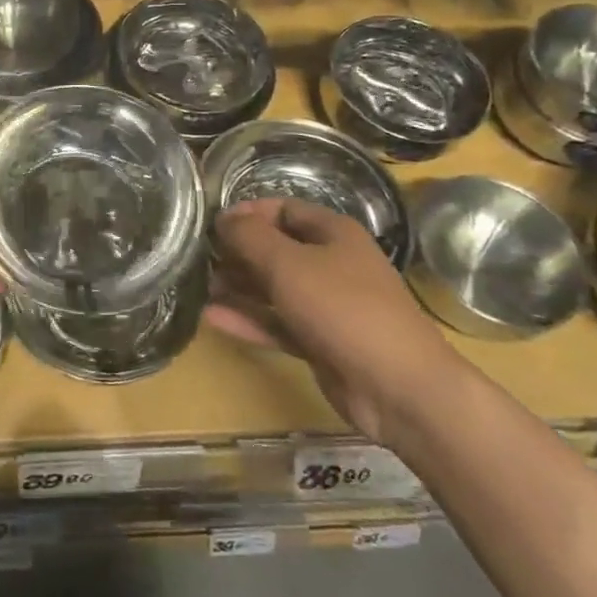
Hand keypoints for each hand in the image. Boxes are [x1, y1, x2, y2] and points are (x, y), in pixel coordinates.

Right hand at [206, 198, 460, 442]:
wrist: (399, 388)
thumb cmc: (343, 308)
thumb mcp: (288, 264)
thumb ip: (250, 237)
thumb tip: (223, 218)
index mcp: (333, 233)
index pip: (284, 209)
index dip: (247, 212)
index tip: (212, 224)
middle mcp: (331, 264)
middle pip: (277, 248)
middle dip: (238, 251)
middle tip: (199, 257)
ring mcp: (327, 306)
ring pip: (275, 288)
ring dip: (239, 286)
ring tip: (198, 285)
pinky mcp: (321, 342)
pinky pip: (278, 323)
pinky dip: (249, 319)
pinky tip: (212, 317)